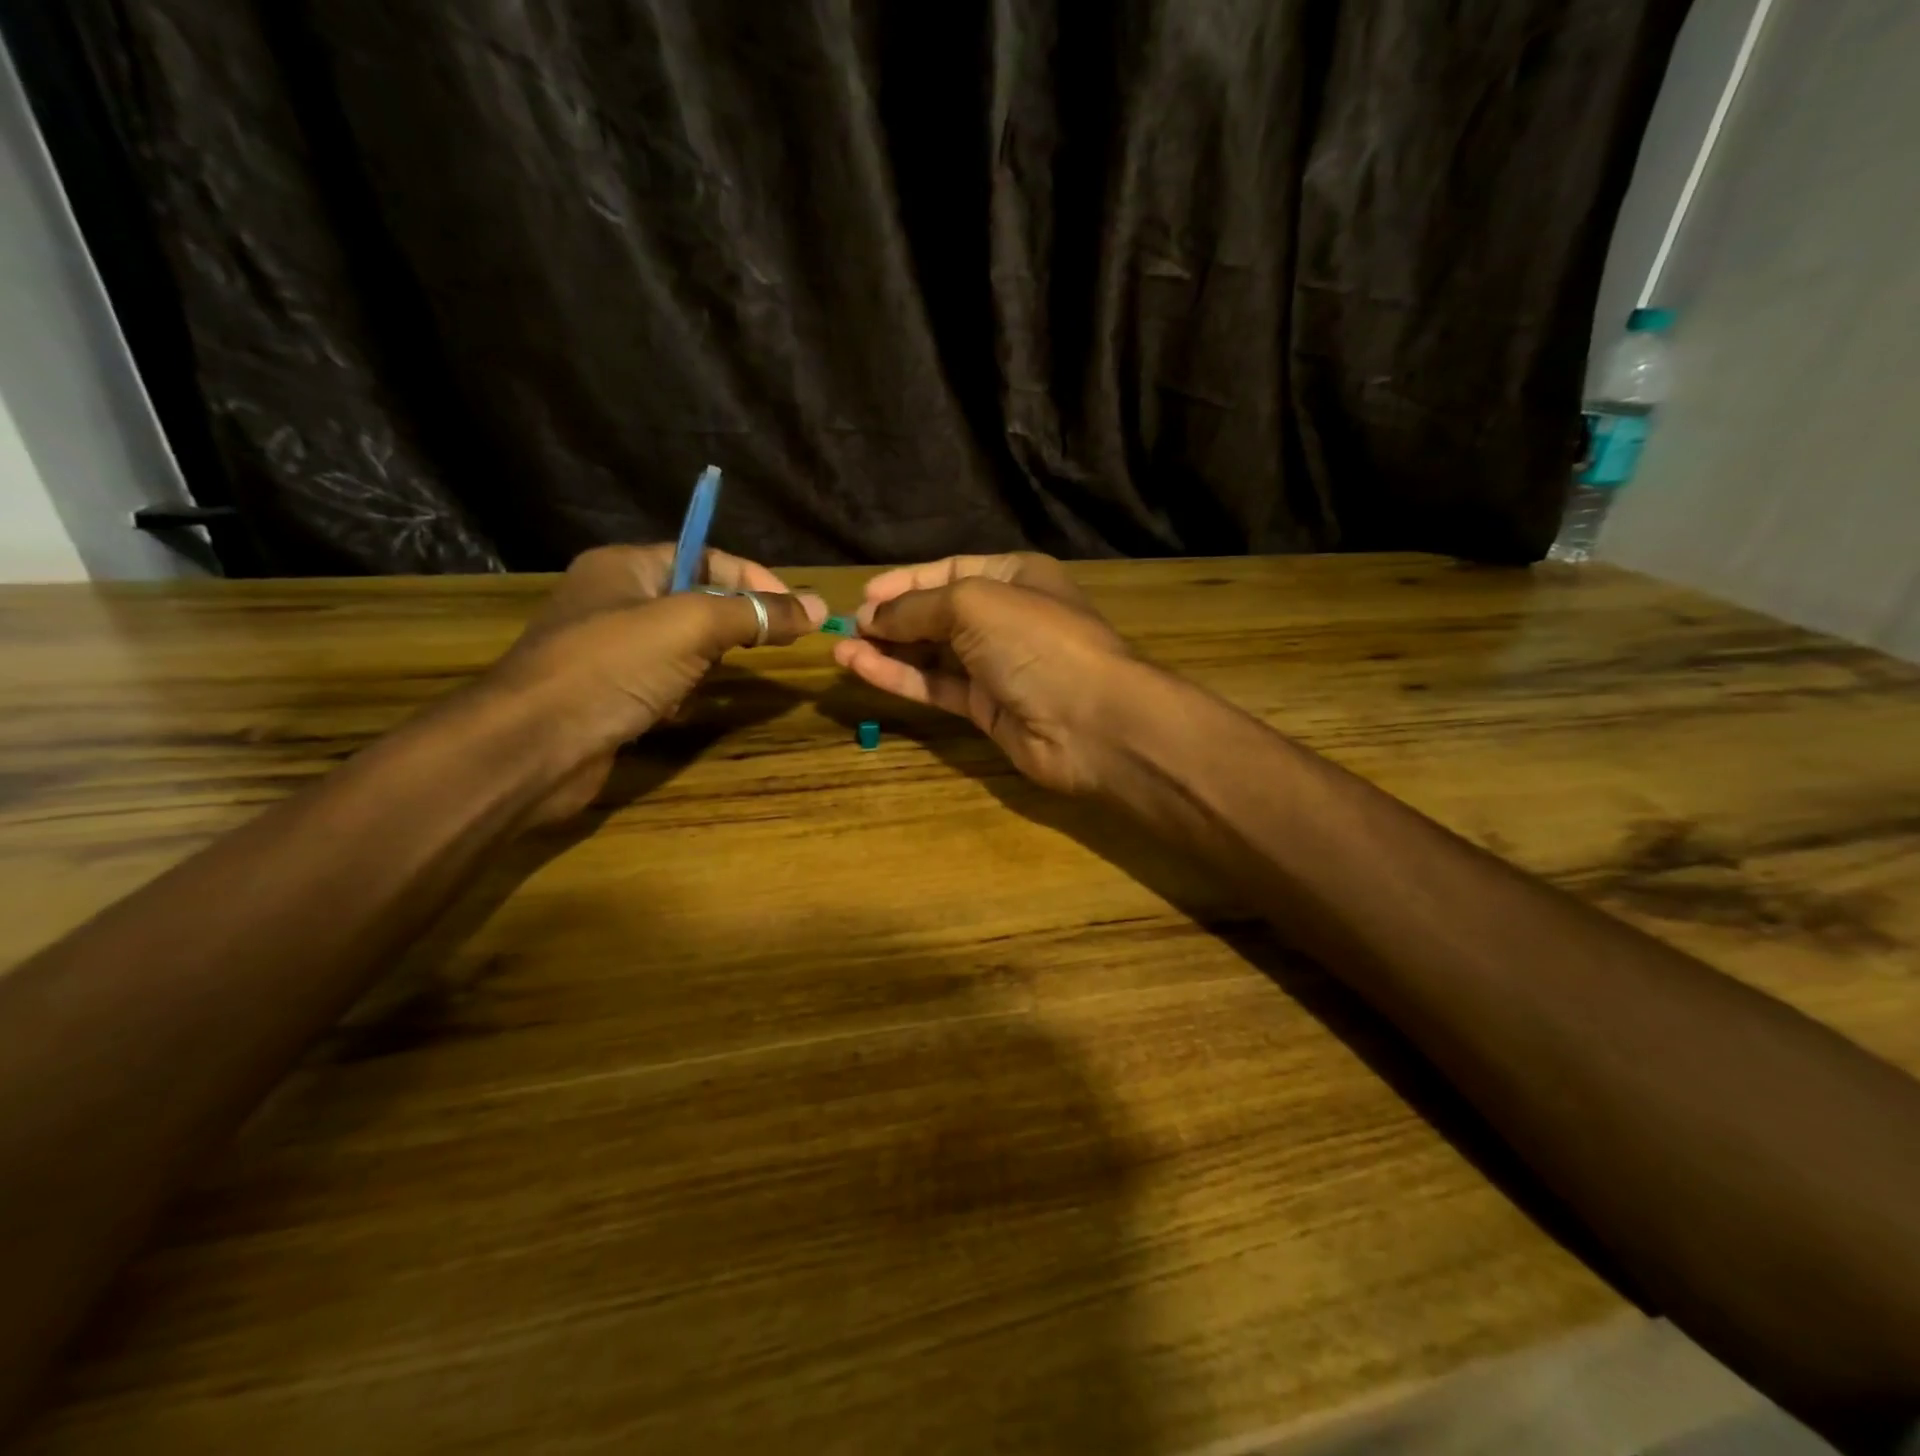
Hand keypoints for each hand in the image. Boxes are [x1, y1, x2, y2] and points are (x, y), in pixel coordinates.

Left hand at [475, 544, 824, 821]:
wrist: (533, 747)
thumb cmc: (612, 667)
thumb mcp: (691, 626)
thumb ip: (755, 613)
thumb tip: (817, 606)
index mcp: (626, 567)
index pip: (706, 557)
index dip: (754, 578)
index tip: (796, 612)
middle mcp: (616, 601)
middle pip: (697, 601)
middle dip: (735, 623)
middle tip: (770, 647)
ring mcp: (611, 651)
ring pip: (684, 646)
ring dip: (708, 663)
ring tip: (712, 680)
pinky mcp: (611, 695)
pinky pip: (665, 683)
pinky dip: (683, 694)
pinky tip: (682, 710)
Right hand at [833, 553, 1139, 793]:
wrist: (1091, 722)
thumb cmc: (1036, 642)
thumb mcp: (973, 604)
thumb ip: (918, 607)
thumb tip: (871, 615)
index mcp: (1014, 576)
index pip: (949, 571)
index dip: (905, 581)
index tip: (863, 596)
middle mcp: (1005, 617)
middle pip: (938, 613)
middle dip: (893, 617)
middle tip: (846, 627)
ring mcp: (996, 665)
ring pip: (933, 653)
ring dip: (888, 649)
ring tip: (839, 649)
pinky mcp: (986, 708)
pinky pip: (936, 686)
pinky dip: (900, 677)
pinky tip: (861, 669)